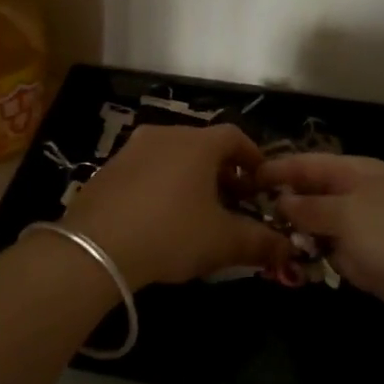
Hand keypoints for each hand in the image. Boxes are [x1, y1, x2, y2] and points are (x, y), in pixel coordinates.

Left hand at [64, 124, 293, 287]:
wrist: (95, 247)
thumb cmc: (170, 233)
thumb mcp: (222, 242)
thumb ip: (259, 242)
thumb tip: (288, 249)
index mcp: (197, 143)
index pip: (235, 136)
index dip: (253, 157)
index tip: (261, 182)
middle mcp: (164, 135)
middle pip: (203, 145)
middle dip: (223, 171)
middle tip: (234, 201)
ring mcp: (131, 149)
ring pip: (173, 156)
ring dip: (191, 177)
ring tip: (198, 211)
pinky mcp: (108, 169)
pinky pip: (146, 169)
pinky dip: (162, 184)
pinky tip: (161, 216)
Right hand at [255, 154, 383, 335]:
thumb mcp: (348, 214)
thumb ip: (310, 207)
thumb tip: (281, 201)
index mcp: (358, 172)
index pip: (308, 164)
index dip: (277, 169)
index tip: (242, 179)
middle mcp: (360, 197)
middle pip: (312, 197)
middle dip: (282, 207)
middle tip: (245, 220)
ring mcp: (367, 231)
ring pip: (320, 229)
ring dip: (298, 239)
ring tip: (264, 248)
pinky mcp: (372, 263)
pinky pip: (335, 256)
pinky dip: (317, 261)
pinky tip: (294, 269)